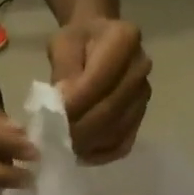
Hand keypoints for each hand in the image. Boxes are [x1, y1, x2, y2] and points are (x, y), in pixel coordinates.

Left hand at [48, 17, 150, 163]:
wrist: (99, 41)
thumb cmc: (77, 41)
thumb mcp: (62, 44)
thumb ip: (63, 72)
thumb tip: (62, 107)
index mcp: (124, 39)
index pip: (98, 81)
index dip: (74, 104)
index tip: (49, 118)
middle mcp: (140, 68)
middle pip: (110, 110)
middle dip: (79, 129)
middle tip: (52, 139)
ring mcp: (143, 96)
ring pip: (116, 131)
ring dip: (88, 144)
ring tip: (63, 146)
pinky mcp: (140, 117)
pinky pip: (122, 144)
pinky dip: (100, 154)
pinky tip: (81, 154)